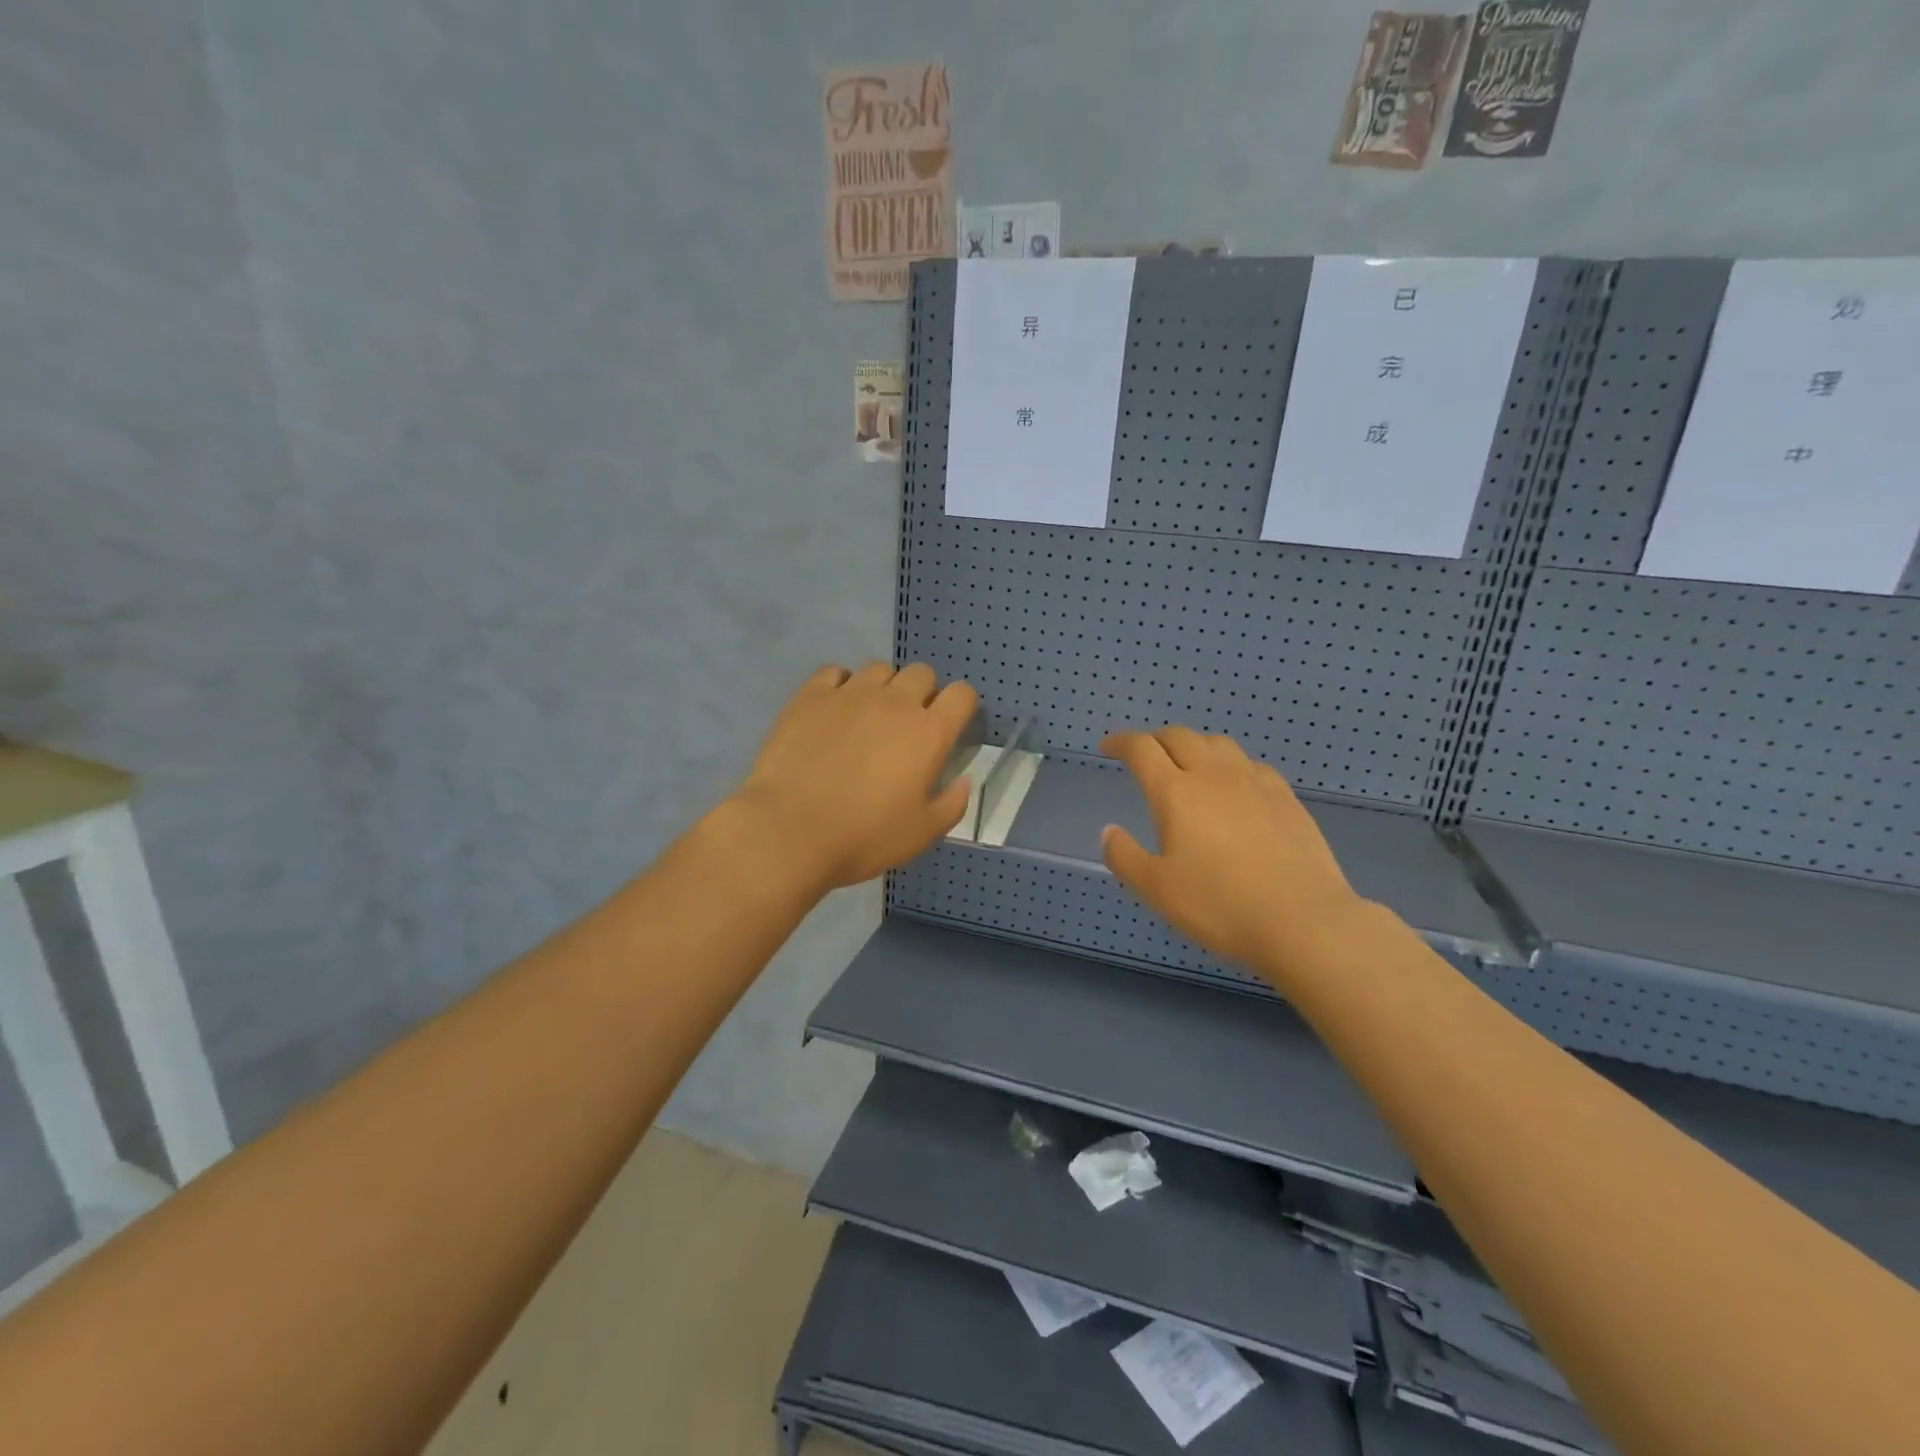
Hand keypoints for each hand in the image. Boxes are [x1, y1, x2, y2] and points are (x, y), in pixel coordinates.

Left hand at [733, 662, 976, 890]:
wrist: (790, 831)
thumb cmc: (864, 836)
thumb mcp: (922, 834)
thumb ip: (952, 804)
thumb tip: (964, 782)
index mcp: (928, 733)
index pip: (962, 695)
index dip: (961, 707)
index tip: (951, 727)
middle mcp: (895, 702)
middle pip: (921, 673)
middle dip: (922, 693)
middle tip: (907, 727)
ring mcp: (850, 694)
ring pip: (879, 669)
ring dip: (883, 688)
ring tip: (869, 717)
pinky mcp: (811, 696)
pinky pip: (835, 672)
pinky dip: (841, 685)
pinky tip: (834, 710)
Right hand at [1100, 727, 1365, 975]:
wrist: (1303, 920)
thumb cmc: (1220, 906)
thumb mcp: (1157, 889)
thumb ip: (1125, 857)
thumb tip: (1109, 831)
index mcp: (1176, 792)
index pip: (1142, 749)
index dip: (1121, 742)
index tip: (1108, 747)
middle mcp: (1213, 775)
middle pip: (1180, 736)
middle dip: (1155, 739)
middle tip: (1145, 755)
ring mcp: (1254, 783)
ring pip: (1218, 743)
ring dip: (1194, 745)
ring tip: (1188, 764)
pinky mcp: (1286, 798)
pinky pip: (1251, 764)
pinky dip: (1231, 765)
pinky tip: (1235, 786)